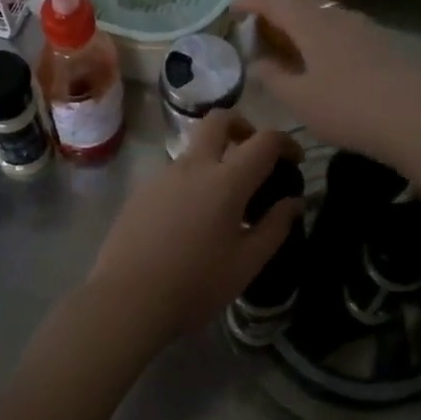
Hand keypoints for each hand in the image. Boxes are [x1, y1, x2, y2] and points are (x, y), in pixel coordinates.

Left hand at [76, 111, 303, 358]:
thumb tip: (294, 201)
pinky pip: (174, 172)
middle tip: (254, 154)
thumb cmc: (195, 284)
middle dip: (243, 126)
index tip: (294, 160)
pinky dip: (192, 179)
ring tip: (224, 198)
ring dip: (215, 155)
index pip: (264, 140)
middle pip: (219, 120)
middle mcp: (193, 166)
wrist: (126, 299)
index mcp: (226, 181)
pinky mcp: (142, 191)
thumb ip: (275, 227)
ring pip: (194, 146)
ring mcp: (163, 175)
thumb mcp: (246, 263)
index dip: (285, 142)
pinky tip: (192, 217)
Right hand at [232, 0, 420, 172]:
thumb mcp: (300, 100)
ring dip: (300, 25)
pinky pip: (340, 30)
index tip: (232, 8)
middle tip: (256, 30)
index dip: (250, 0)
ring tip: (286, 46)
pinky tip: (321, 61)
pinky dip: (320, 38)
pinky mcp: (381, 44)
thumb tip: (258, 63)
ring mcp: (363, 28)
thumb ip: (273, 78)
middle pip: (299, 4)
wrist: (418, 118)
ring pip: (322, 17)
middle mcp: (337, 16)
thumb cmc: (349, 108)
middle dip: (274, 13)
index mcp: (311, 23)